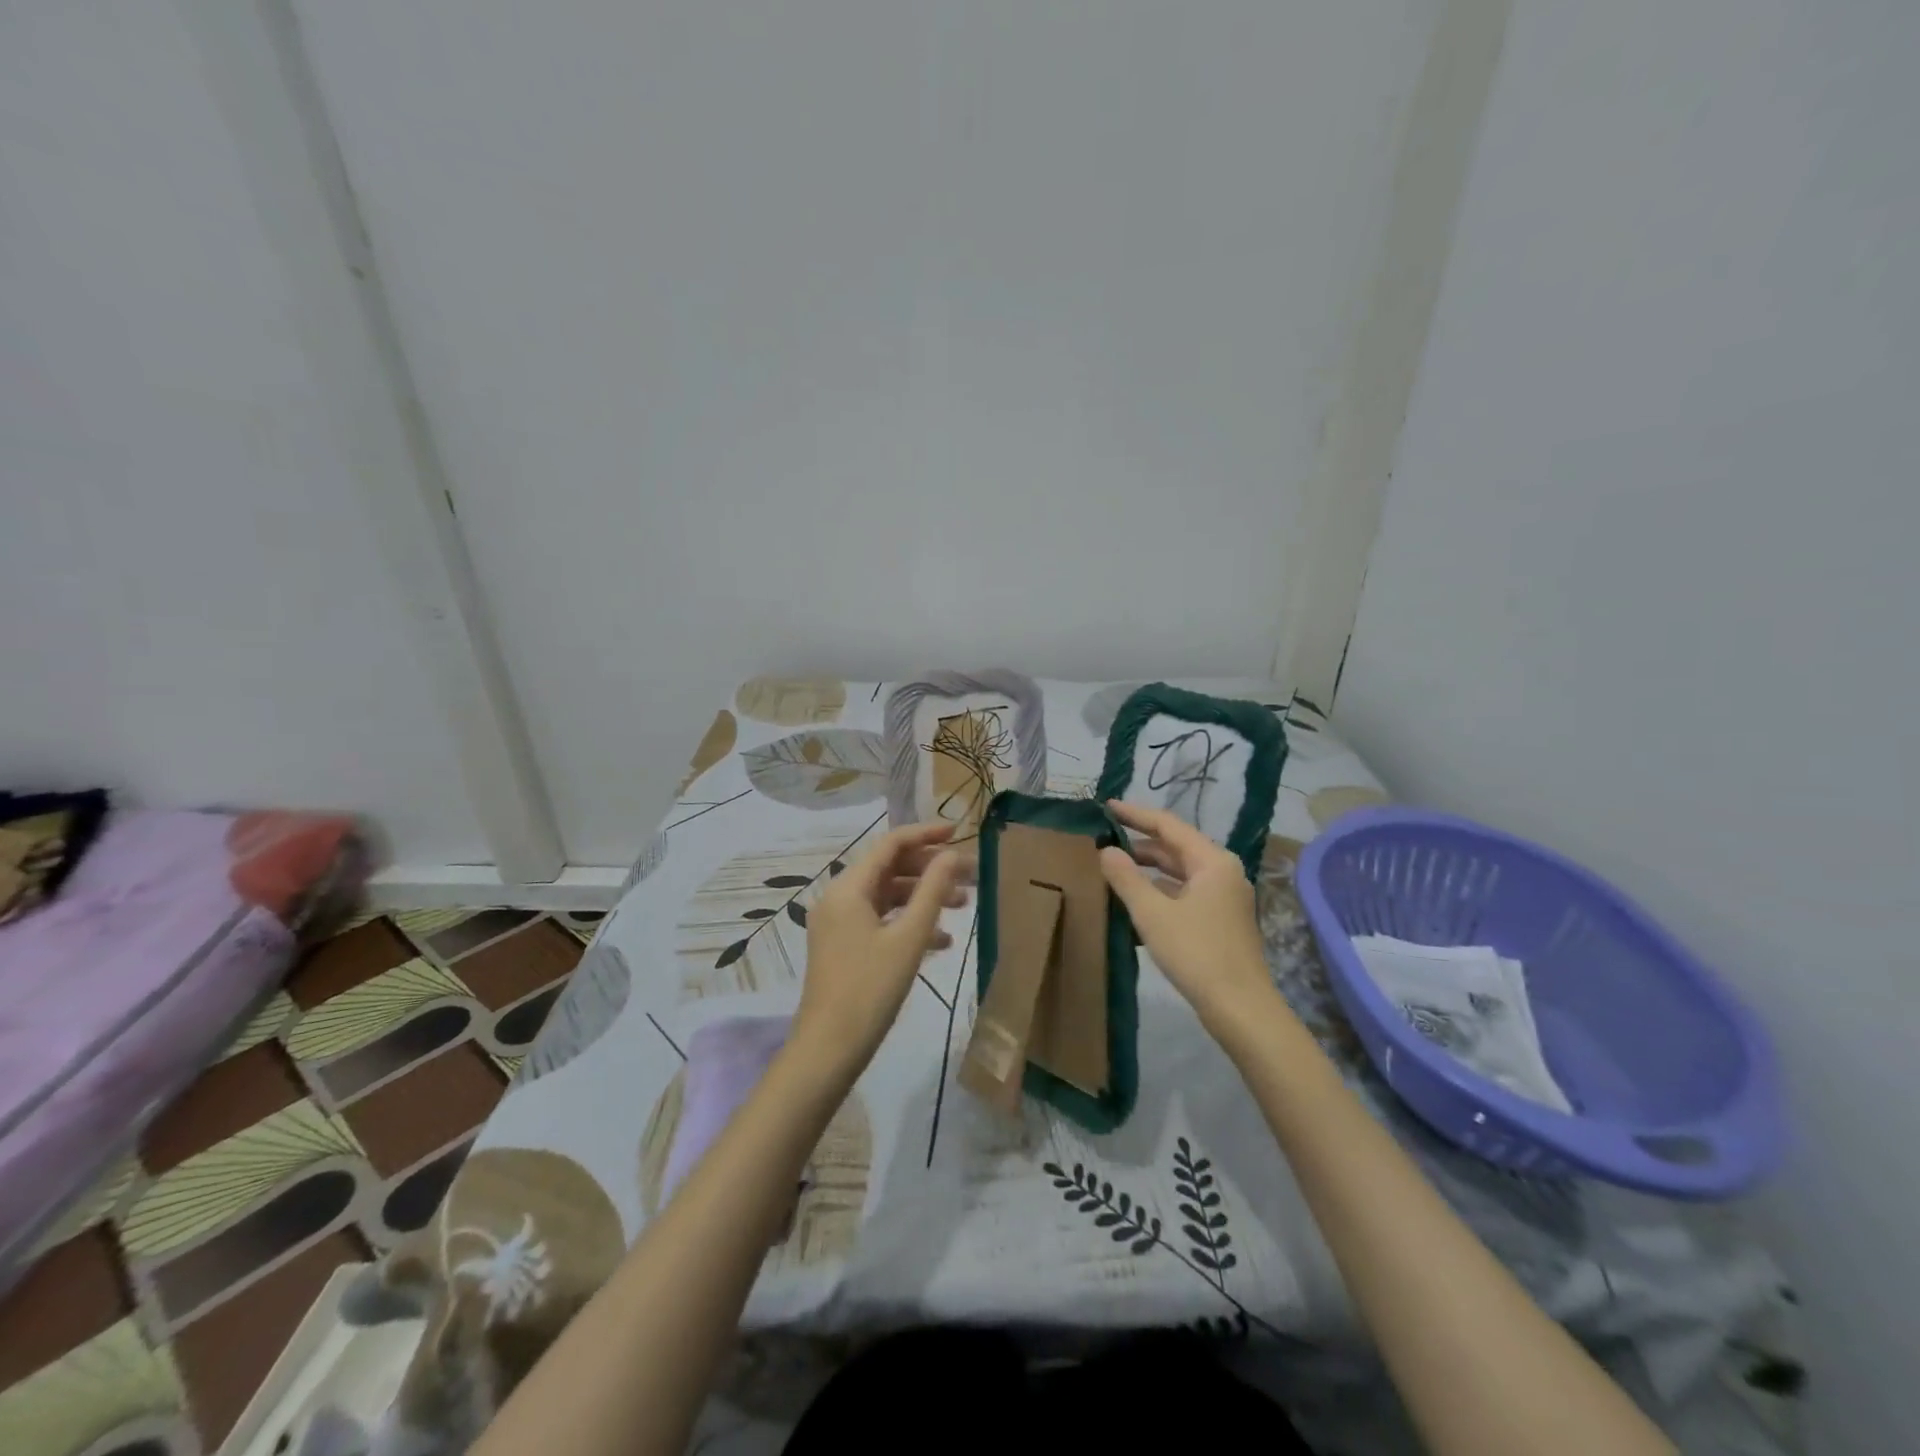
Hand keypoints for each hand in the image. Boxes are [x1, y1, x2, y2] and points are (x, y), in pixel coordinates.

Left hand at [793, 822, 971, 1071]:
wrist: (829, 1049)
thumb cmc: (870, 989)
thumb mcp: (909, 938)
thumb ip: (932, 891)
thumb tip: (952, 855)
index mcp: (849, 888)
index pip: (890, 844)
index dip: (926, 834)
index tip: (959, 833)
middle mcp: (839, 898)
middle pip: (890, 868)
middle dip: (930, 870)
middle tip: (969, 878)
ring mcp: (839, 923)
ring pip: (887, 896)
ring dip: (923, 898)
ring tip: (963, 907)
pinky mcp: (843, 946)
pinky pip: (880, 921)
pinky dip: (908, 923)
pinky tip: (940, 942)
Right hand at [1099, 801, 1276, 1031]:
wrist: (1241, 1009)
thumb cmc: (1196, 953)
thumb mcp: (1152, 913)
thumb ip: (1126, 878)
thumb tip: (1106, 851)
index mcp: (1212, 861)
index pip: (1168, 825)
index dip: (1135, 815)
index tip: (1107, 807)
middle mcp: (1222, 872)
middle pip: (1175, 848)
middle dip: (1139, 844)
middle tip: (1103, 842)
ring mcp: (1224, 898)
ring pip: (1179, 873)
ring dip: (1147, 870)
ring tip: (1112, 870)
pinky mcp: (1220, 921)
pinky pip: (1184, 894)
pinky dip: (1159, 893)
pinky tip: (1134, 904)